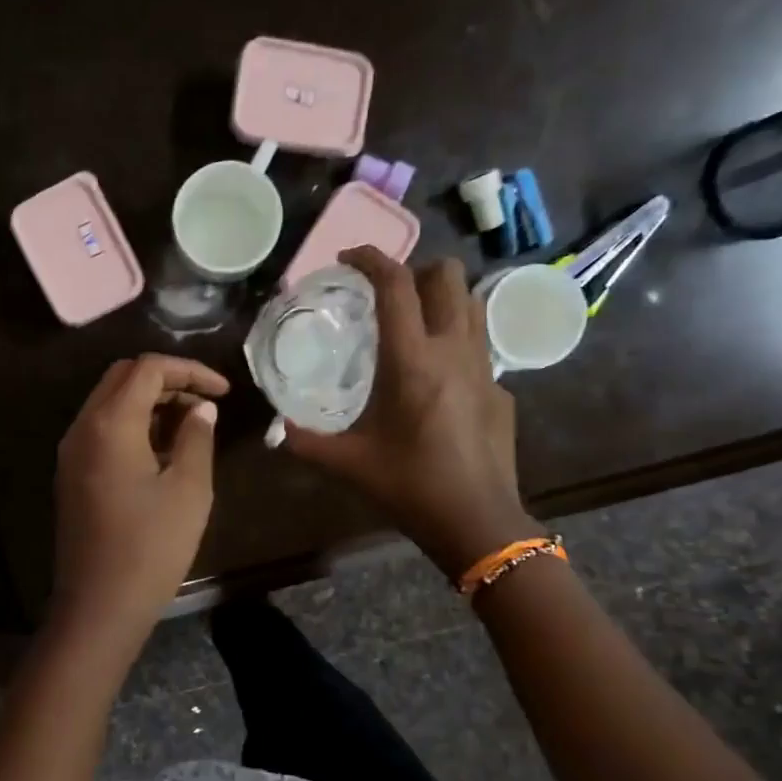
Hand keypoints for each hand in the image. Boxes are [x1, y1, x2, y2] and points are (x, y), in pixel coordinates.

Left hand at [51, 354, 228, 634]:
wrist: (99, 606)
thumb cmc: (151, 547)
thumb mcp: (188, 489)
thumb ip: (196, 438)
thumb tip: (202, 409)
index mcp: (110, 424)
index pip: (148, 368)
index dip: (190, 370)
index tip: (224, 391)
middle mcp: (82, 428)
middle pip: (123, 377)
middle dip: (168, 380)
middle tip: (205, 404)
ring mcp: (72, 452)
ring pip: (110, 402)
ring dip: (150, 402)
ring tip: (191, 426)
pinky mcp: (72, 474)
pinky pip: (102, 429)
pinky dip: (133, 424)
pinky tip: (163, 450)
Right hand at [284, 248, 538, 576]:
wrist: (477, 521)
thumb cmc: (410, 486)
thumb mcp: (349, 463)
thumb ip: (308, 442)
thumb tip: (280, 430)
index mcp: (412, 360)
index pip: (395, 284)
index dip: (370, 259)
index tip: (347, 259)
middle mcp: (453, 349)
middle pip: (448, 274)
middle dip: (416, 270)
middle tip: (388, 294)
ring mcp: (484, 367)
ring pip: (471, 302)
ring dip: (442, 298)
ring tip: (414, 322)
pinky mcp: (501, 388)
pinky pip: (479, 344)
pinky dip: (456, 340)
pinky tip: (438, 376)